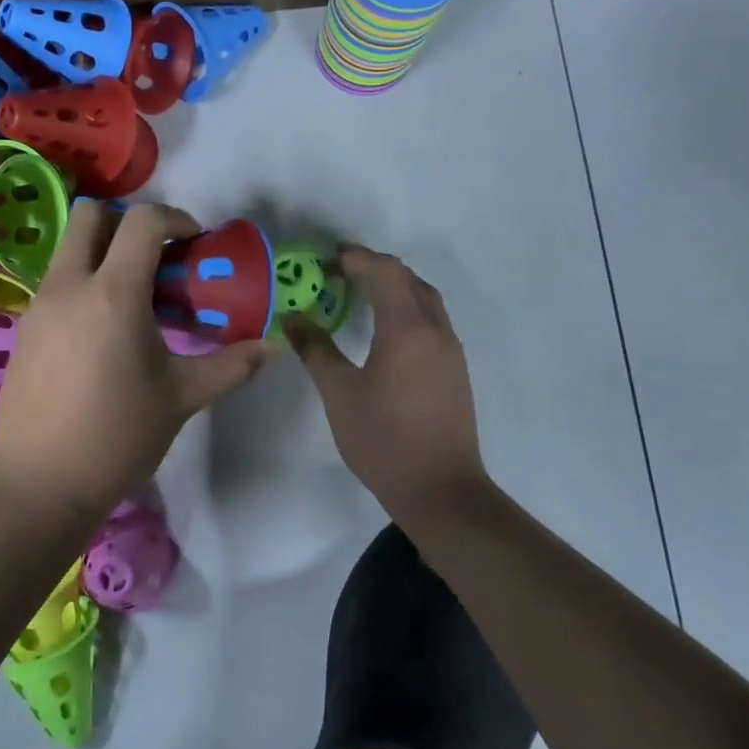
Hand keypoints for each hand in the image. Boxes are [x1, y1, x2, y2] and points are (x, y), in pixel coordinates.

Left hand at [0, 202, 275, 524]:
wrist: (41, 481)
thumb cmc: (118, 435)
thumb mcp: (182, 397)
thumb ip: (230, 365)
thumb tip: (272, 348)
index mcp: (114, 293)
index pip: (143, 221)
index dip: (176, 219)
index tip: (195, 244)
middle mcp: (70, 285)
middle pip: (91, 215)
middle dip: (127, 222)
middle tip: (156, 259)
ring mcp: (39, 305)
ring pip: (69, 248)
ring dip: (103, 253)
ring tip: (133, 299)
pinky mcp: (25, 328)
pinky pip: (56, 282)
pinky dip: (83, 283)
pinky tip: (102, 332)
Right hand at [284, 246, 489, 519]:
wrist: (441, 491)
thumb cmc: (384, 440)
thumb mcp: (340, 394)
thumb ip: (316, 350)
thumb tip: (293, 318)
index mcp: (407, 330)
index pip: (385, 273)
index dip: (357, 259)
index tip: (327, 258)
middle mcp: (436, 330)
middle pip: (409, 279)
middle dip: (376, 267)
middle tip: (340, 271)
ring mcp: (451, 350)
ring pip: (425, 299)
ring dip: (395, 286)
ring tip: (361, 292)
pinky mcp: (455, 369)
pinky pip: (432, 320)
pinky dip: (407, 307)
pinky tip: (386, 328)